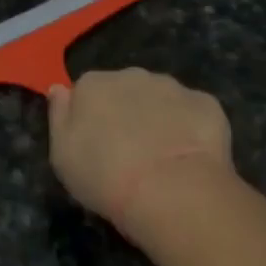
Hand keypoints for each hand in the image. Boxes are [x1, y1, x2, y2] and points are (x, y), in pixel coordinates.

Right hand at [46, 68, 234, 231]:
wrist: (170, 189)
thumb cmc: (105, 176)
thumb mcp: (62, 155)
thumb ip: (59, 116)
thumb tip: (60, 89)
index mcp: (93, 85)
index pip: (87, 91)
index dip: (92, 117)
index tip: (97, 144)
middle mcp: (131, 75)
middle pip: (125, 89)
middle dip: (128, 112)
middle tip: (130, 153)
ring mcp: (172, 87)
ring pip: (161, 98)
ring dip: (160, 118)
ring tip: (162, 158)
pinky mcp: (206, 103)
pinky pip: (193, 112)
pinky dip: (191, 129)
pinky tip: (190, 157)